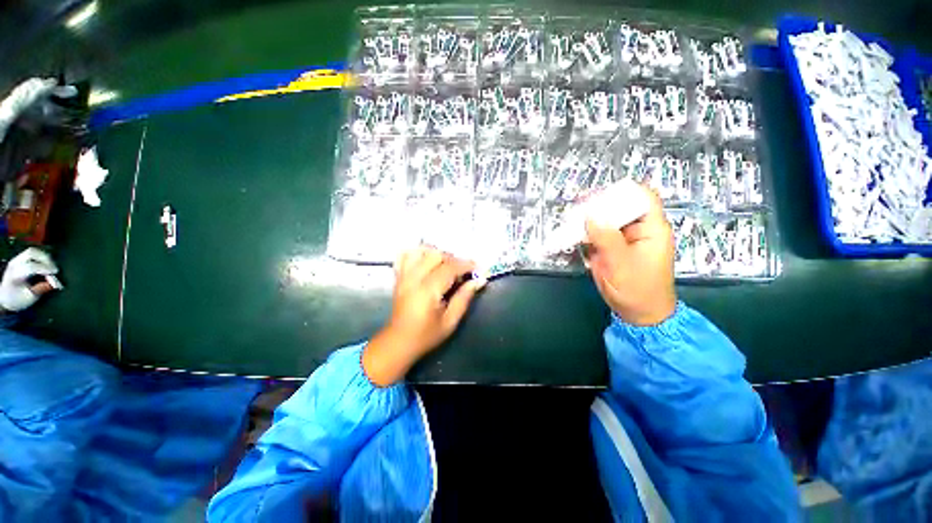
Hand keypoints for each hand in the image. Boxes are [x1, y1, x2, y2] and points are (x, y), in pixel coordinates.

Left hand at [0, 248, 60, 311]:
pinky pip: (31, 253)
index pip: (32, 267)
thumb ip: (41, 289)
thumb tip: (54, 283)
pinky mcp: (18, 259)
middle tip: (54, 268)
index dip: (45, 269)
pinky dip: (41, 257)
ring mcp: (15, 260)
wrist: (5, 297)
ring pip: (32, 251)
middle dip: (45, 259)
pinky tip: (45, 264)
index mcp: (15, 275)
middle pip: (31, 253)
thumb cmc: (18, 299)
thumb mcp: (30, 297)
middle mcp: (14, 264)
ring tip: (51, 266)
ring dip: (44, 257)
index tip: (56, 274)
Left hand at [363, 247, 485, 385]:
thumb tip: (478, 280)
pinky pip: (404, 256)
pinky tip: (426, 261)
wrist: (399, 342)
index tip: (478, 268)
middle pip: (435, 255)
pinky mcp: (398, 277)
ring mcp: (404, 276)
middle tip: (462, 271)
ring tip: (445, 265)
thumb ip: (464, 298)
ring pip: (420, 251)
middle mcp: (414, 279)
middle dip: (453, 259)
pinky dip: (417, 253)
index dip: (466, 265)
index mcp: (427, 291)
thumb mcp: (450, 321)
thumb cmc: (426, 335)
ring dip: (436, 254)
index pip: (449, 268)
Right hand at [585, 185, 675, 325]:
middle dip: (598, 205)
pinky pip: (597, 234)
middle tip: (576, 208)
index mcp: (651, 228)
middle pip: (619, 206)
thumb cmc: (638, 290)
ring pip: (605, 220)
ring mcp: (622, 239)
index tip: (598, 196)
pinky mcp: (610, 248)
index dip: (622, 192)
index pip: (642, 197)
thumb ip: (606, 239)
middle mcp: (637, 229)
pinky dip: (584, 232)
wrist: (637, 314)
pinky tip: (571, 233)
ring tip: (569, 219)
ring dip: (588, 219)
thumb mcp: (622, 265)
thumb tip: (590, 216)